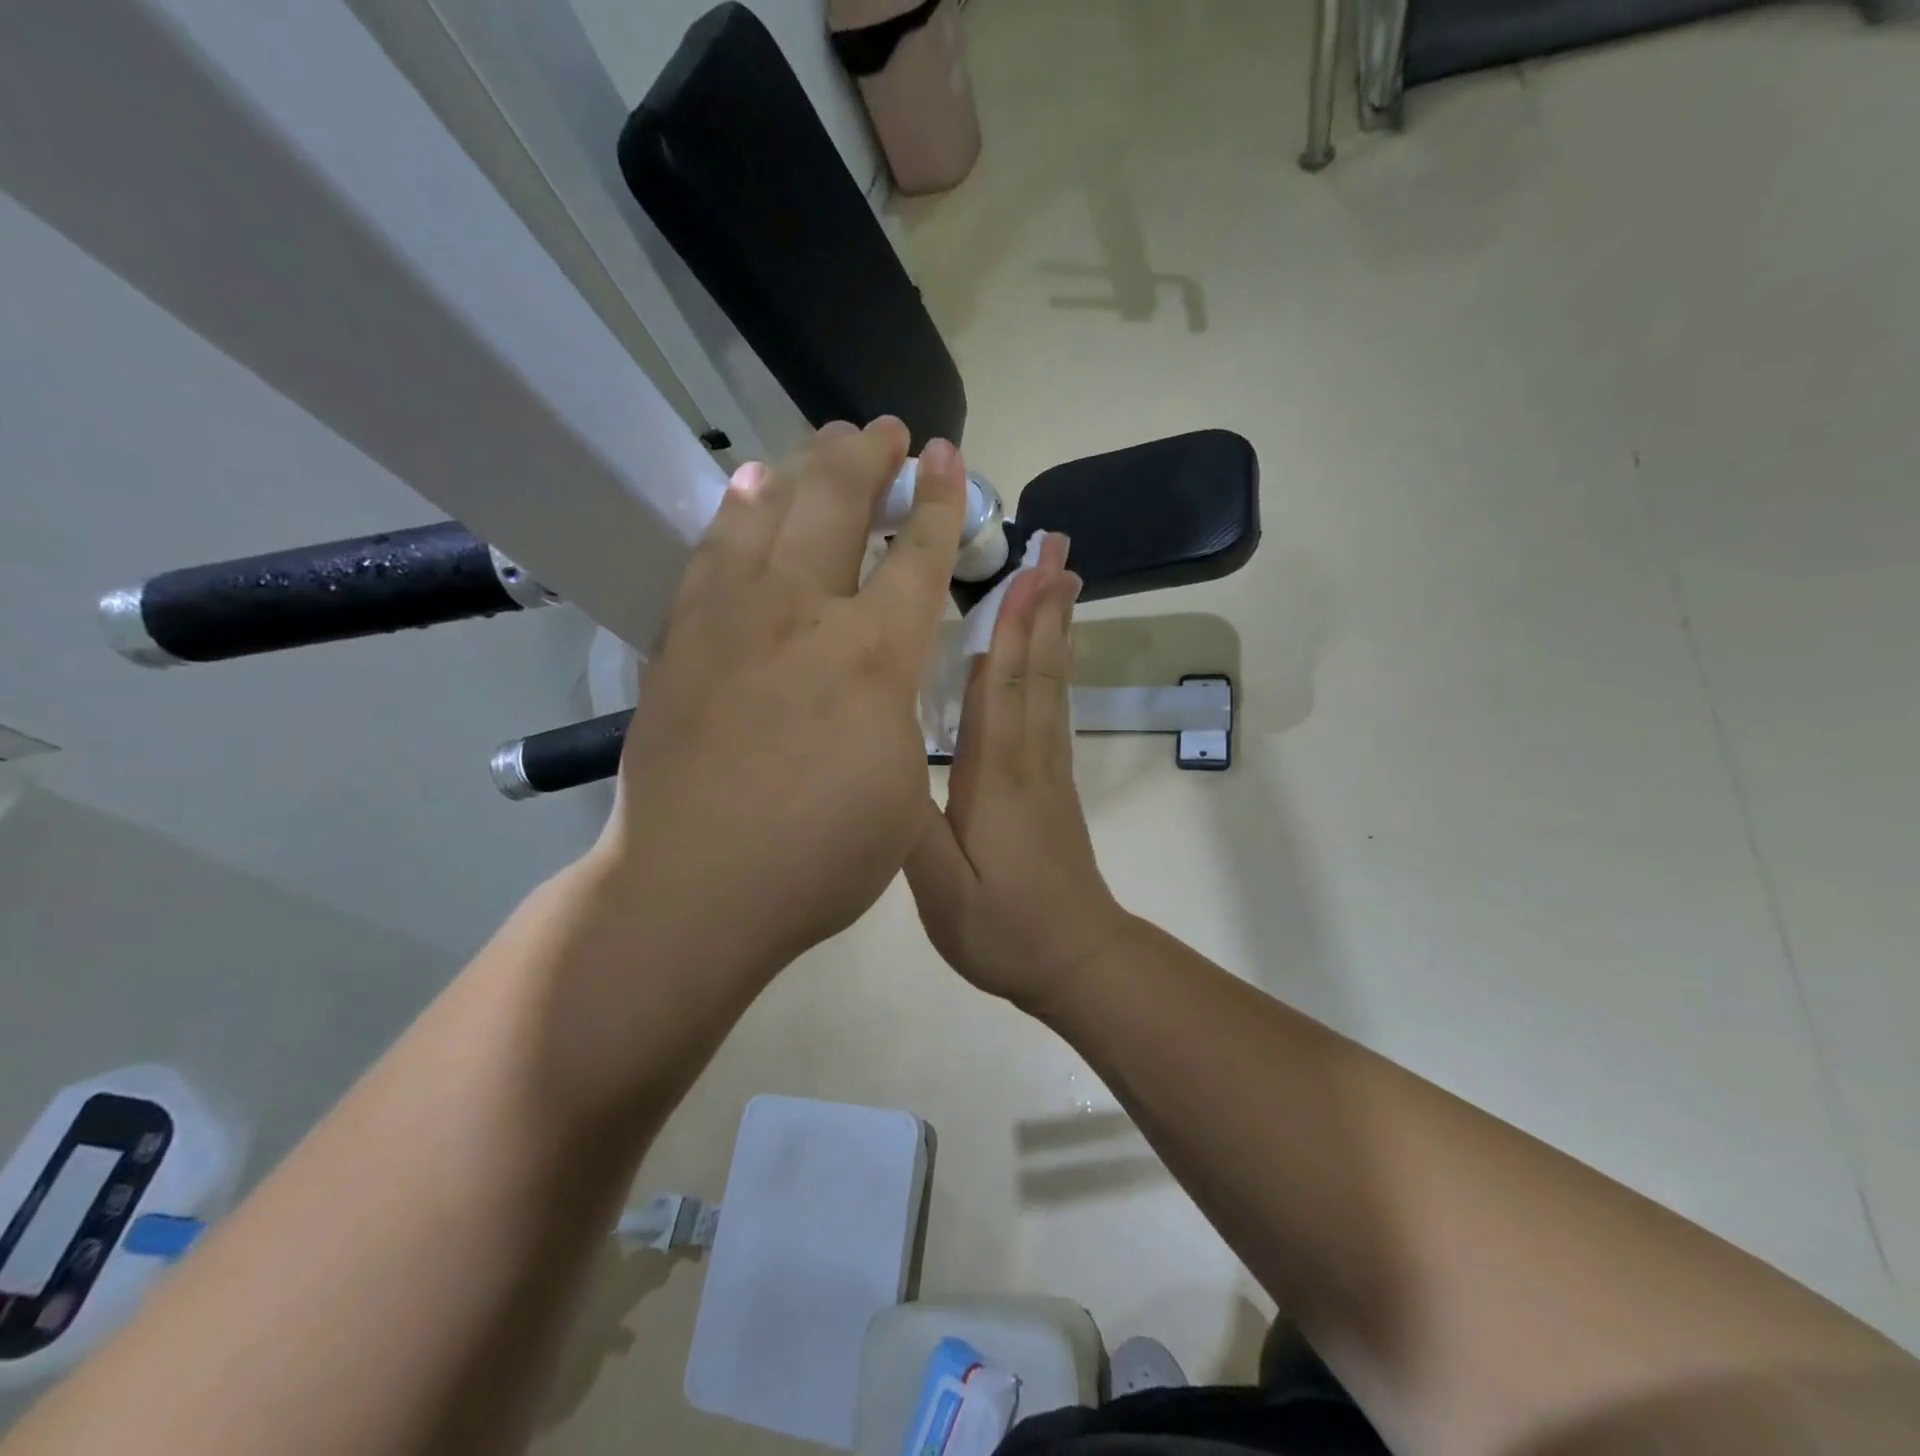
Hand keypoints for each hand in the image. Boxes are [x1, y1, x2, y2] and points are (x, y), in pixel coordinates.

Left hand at [596, 417, 966, 980]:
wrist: (692, 890)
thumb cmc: (819, 857)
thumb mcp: (902, 789)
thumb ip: (900, 713)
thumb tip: (881, 674)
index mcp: (872, 655)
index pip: (916, 556)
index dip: (939, 501)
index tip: (947, 456)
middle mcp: (801, 614)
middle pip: (836, 504)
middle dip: (868, 457)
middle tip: (885, 432)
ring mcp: (730, 620)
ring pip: (766, 511)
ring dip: (802, 468)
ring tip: (820, 445)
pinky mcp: (681, 640)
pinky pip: (711, 551)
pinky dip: (734, 512)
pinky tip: (744, 494)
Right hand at [905, 534, 1132, 1015]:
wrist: (1076, 960)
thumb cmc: (1003, 928)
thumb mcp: (939, 888)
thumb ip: (908, 822)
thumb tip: (882, 756)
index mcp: (996, 774)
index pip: (1002, 684)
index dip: (1012, 624)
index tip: (1027, 569)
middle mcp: (1029, 757)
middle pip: (1037, 669)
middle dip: (1045, 607)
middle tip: (1060, 550)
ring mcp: (1048, 769)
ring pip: (1052, 685)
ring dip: (1056, 629)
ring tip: (1065, 582)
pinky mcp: (1054, 784)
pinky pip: (1055, 710)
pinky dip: (1055, 669)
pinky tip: (1055, 654)